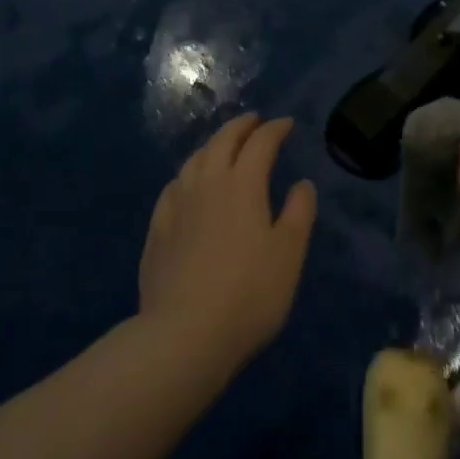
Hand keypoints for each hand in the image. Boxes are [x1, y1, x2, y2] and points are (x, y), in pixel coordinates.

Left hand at [137, 112, 317, 374]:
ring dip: (213, 145)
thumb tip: (302, 183)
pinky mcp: (157, 230)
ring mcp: (177, 205)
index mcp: (243, 184)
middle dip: (242, 126)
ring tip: (223, 146)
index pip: (261, 142)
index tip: (287, 124)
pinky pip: (174, 187)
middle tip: (255, 121)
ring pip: (195, 159)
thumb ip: (299, 213)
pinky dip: (188, 175)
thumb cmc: (248, 294)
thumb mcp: (289, 254)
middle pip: (223, 140)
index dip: (275, 129)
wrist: (183, 336)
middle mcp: (207, 183)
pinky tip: (188, 185)